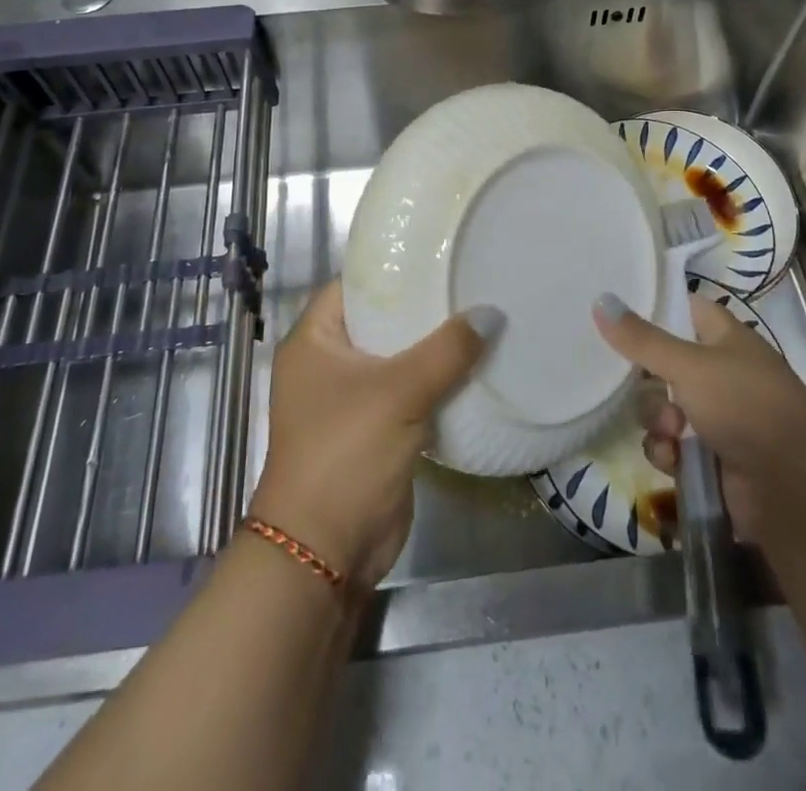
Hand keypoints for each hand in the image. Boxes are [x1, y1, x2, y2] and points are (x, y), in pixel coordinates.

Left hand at [248, 281, 499, 587]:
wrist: (325, 551)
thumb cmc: (346, 453)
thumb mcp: (399, 392)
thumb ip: (447, 350)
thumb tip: (491, 314)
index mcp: (314, 340)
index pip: (354, 284)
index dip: (392, 268)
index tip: (437, 254)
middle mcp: (328, 362)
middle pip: (380, 320)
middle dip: (423, 308)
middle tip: (470, 282)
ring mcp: (350, 397)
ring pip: (399, 357)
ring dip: (434, 346)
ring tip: (482, 317)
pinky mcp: (374, 428)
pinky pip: (409, 391)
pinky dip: (436, 380)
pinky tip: (475, 365)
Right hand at [593, 290, 805, 540]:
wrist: (794, 489)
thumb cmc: (745, 406)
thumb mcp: (688, 365)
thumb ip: (641, 338)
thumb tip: (600, 298)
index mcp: (724, 338)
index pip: (682, 309)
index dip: (653, 310)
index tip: (616, 314)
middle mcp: (720, 373)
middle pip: (662, 364)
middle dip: (647, 382)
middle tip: (646, 386)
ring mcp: (716, 417)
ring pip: (662, 408)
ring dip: (657, 421)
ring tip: (672, 434)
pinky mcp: (709, 458)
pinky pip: (671, 446)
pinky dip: (668, 453)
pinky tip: (675, 461)